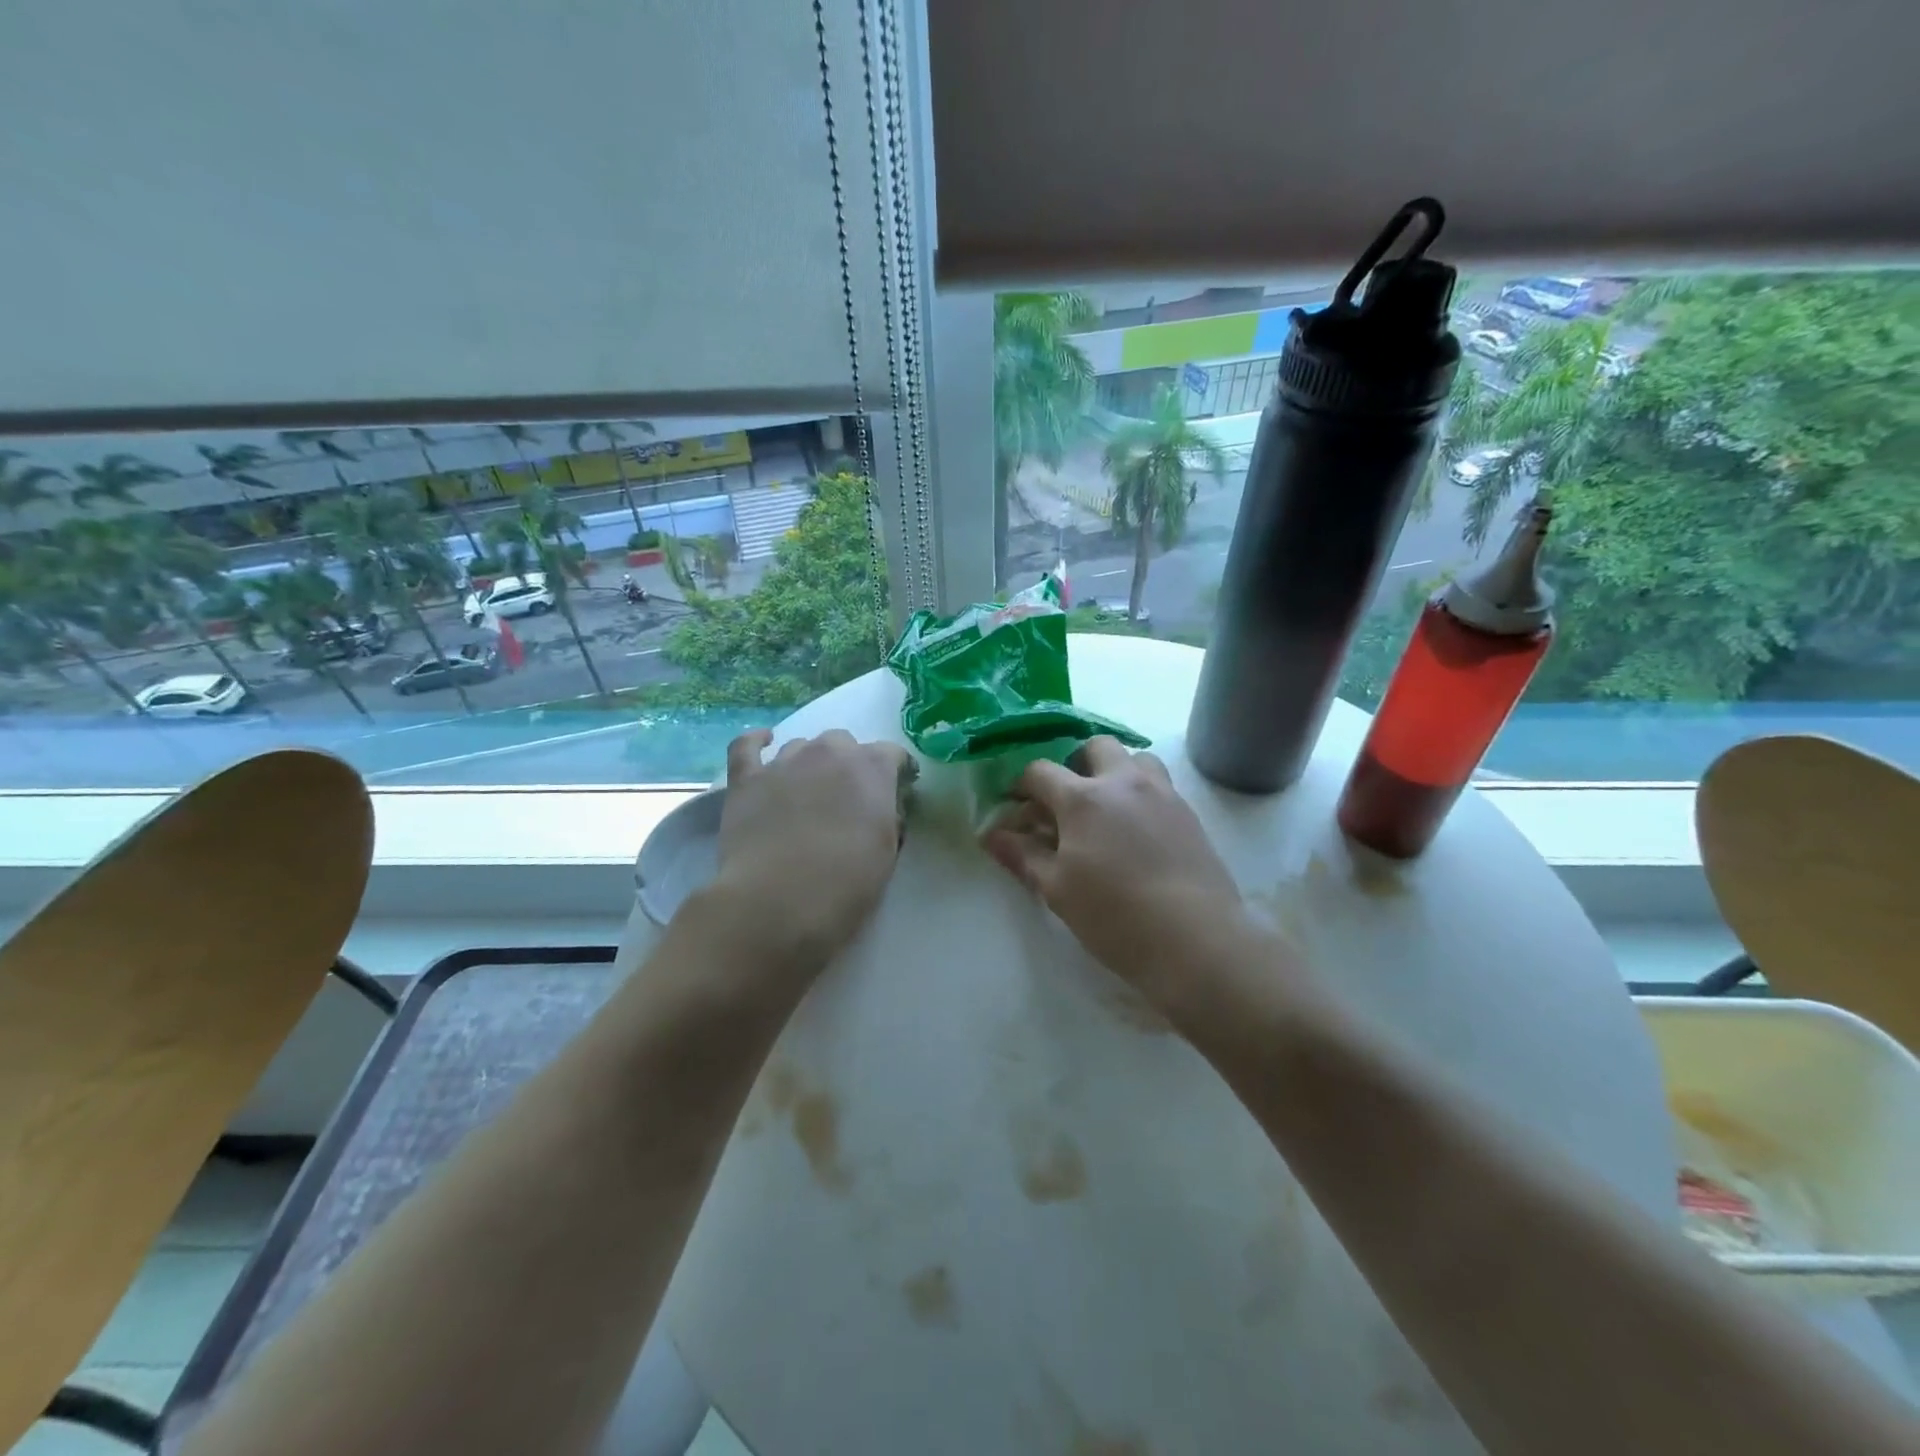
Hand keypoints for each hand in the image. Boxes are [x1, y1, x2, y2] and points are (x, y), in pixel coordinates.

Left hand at [710, 728, 915, 974]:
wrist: (778, 901)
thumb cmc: (845, 885)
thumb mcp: (887, 853)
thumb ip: (888, 819)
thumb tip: (881, 809)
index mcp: (873, 769)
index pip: (893, 754)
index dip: (896, 772)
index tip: (897, 791)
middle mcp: (830, 753)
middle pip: (844, 743)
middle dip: (848, 764)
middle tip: (846, 798)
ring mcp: (785, 762)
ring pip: (802, 746)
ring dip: (810, 762)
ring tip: (807, 791)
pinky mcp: (747, 779)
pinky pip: (747, 745)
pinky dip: (756, 742)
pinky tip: (763, 743)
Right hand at [982, 737, 1259, 1008]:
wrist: (1195, 939)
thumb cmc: (1114, 916)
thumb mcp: (1057, 889)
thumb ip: (1023, 856)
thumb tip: (991, 835)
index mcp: (1083, 798)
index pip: (1040, 771)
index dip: (1020, 785)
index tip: (1015, 807)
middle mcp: (1123, 782)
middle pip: (1094, 746)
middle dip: (1073, 763)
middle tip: (1065, 799)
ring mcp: (1162, 793)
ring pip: (1135, 757)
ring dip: (1114, 770)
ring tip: (1106, 807)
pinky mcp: (1189, 813)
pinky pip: (1159, 784)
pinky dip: (1140, 791)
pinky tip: (1136, 829)